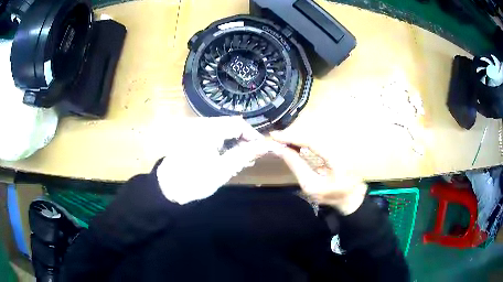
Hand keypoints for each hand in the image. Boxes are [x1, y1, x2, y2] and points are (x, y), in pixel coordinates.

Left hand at [156, 117, 273, 203]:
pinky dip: (224, 145)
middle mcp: (202, 124)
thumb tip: (265, 146)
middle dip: (244, 141)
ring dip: (235, 144)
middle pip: (231, 126)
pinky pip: (215, 136)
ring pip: (224, 131)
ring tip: (242, 161)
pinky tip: (228, 158)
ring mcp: (196, 130)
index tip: (262, 150)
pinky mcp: (193, 137)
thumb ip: (244, 155)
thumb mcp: (222, 169)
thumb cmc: (194, 180)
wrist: (166, 188)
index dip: (253, 135)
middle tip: (251, 159)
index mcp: (208, 129)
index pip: (238, 123)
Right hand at [270, 130, 367, 214]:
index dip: (292, 135)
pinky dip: (307, 134)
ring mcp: (342, 141)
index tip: (275, 135)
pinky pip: (320, 133)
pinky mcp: (340, 141)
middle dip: (294, 132)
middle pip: (313, 129)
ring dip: (300, 131)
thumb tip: (280, 150)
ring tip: (286, 139)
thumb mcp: (311, 185)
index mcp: (337, 158)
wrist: (353, 196)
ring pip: (317, 129)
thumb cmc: (332, 195)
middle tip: (279, 138)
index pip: (311, 140)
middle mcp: (341, 144)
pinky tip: (299, 139)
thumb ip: (296, 165)